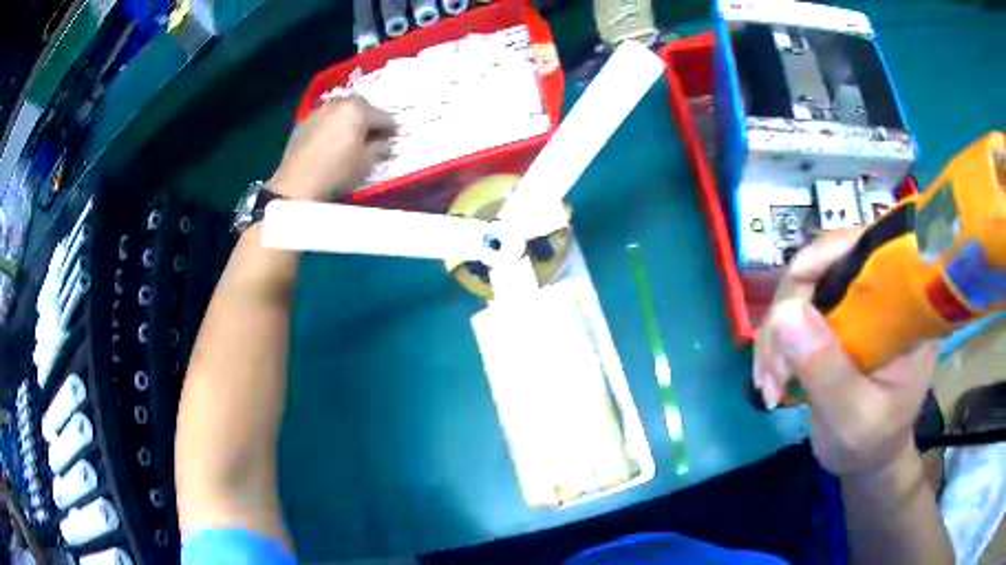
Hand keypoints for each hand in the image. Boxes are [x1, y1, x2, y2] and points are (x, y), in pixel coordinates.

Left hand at [267, 97, 395, 201]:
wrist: (296, 185)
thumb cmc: (337, 173)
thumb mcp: (366, 163)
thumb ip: (380, 147)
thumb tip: (384, 140)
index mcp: (358, 110)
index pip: (384, 117)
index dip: (393, 129)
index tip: (396, 138)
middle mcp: (339, 103)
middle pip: (362, 106)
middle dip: (370, 118)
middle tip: (374, 134)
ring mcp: (319, 110)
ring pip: (342, 110)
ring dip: (350, 119)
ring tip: (351, 135)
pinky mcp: (304, 122)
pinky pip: (326, 119)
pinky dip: (333, 125)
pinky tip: (332, 140)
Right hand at [753, 229, 937, 475]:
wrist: (867, 457)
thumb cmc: (873, 441)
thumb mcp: (853, 418)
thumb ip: (827, 372)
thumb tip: (785, 314)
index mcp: (906, 306)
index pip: (872, 250)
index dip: (831, 254)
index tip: (794, 292)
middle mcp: (881, 292)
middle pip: (827, 266)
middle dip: (790, 313)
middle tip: (773, 371)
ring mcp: (855, 304)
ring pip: (803, 288)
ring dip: (777, 334)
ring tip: (770, 384)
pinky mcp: (833, 318)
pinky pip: (794, 312)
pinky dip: (775, 344)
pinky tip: (770, 379)